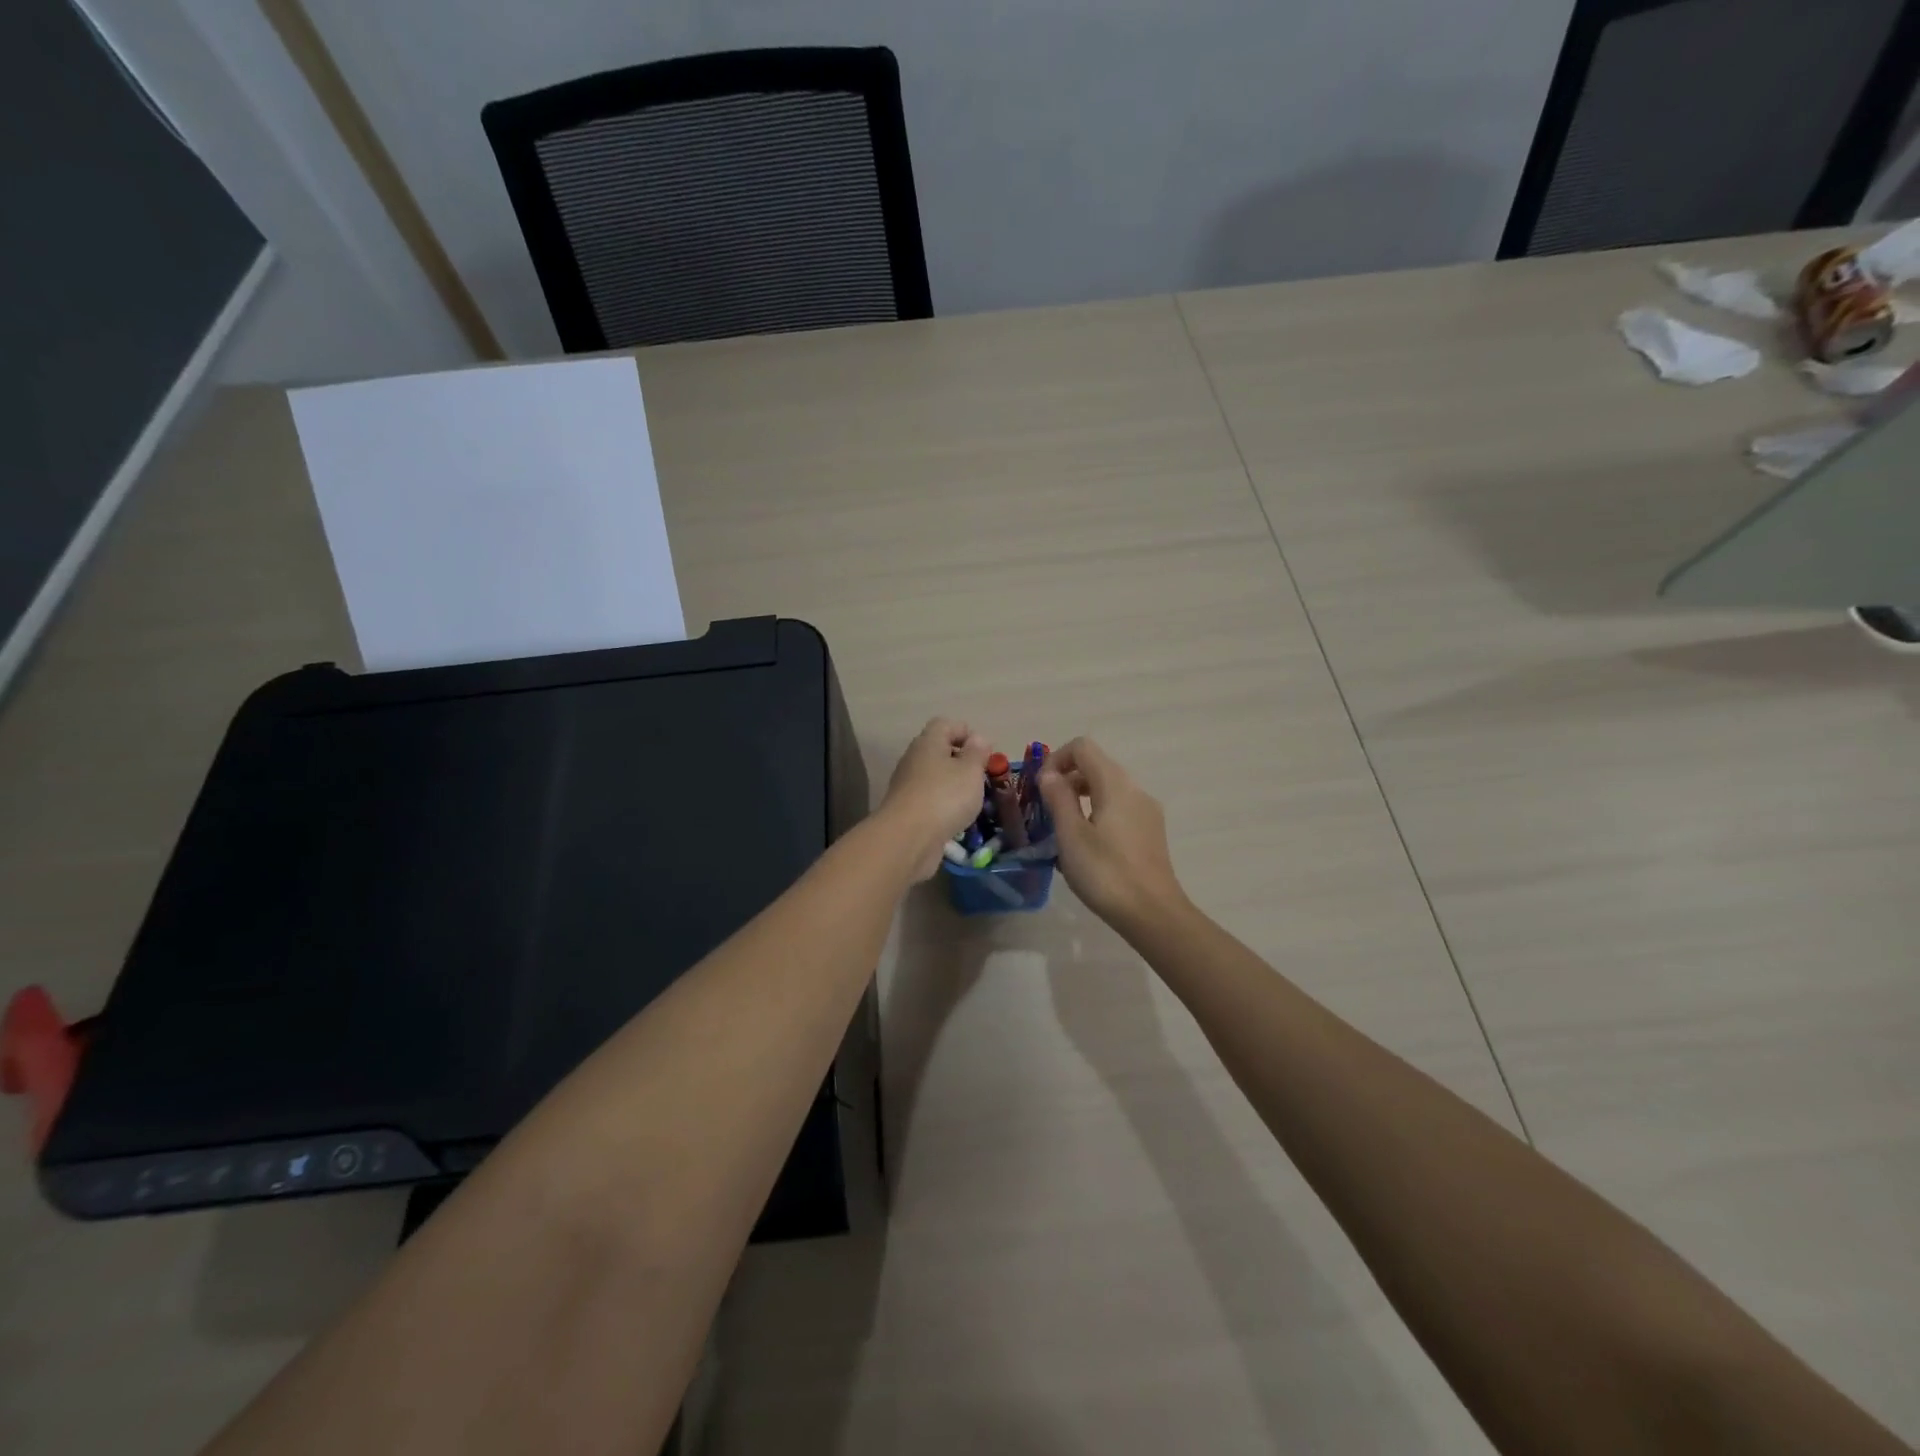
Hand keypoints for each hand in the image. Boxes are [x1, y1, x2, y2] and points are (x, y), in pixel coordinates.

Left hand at [880, 718, 991, 878]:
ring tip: (976, 801)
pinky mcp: (908, 811)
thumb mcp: (970, 771)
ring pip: (936, 778)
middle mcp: (914, 760)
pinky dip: (946, 807)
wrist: (908, 838)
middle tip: (984, 778)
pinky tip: (959, 820)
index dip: (966, 732)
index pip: (945, 724)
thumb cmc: (945, 796)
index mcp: (928, 742)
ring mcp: (908, 786)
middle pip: (940, 752)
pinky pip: (931, 801)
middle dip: (964, 763)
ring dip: (956, 787)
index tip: (985, 752)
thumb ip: (977, 753)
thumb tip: (978, 738)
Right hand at [1039, 737, 1187, 933]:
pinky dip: (1097, 812)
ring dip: (1080, 797)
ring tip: (1062, 828)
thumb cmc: (1105, 873)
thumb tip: (1049, 774)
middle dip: (1066, 779)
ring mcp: (1147, 811)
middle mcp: (1135, 789)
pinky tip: (1086, 845)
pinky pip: (1119, 807)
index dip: (1056, 759)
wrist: (1153, 914)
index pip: (1083, 747)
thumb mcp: (1071, 836)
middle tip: (1045, 809)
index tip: (1039, 787)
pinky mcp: (1150, 831)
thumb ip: (1058, 799)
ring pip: (1108, 788)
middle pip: (1096, 765)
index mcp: (1115, 784)